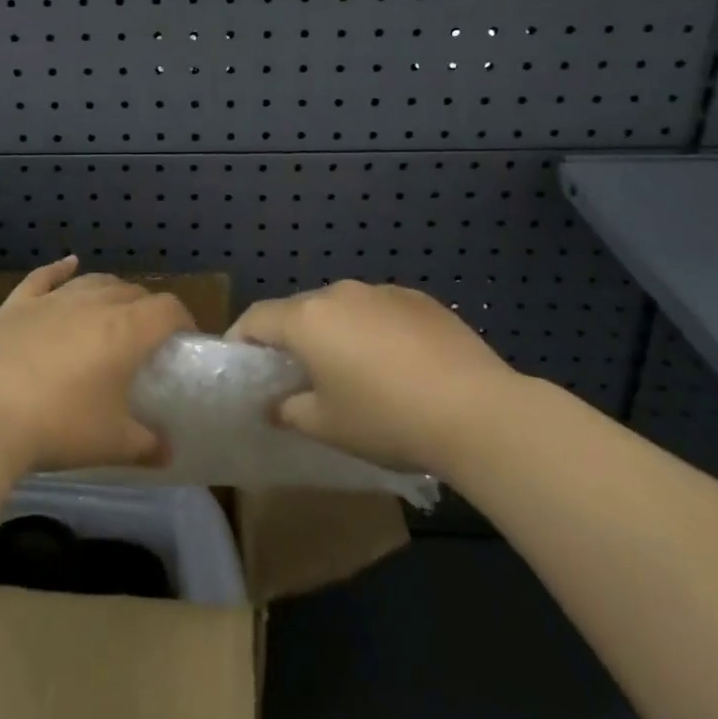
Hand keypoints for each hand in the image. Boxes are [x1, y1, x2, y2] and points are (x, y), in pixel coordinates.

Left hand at [0, 257, 190, 474]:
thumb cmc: (58, 427)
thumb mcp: (111, 444)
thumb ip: (146, 444)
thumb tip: (167, 452)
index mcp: (126, 329)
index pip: (167, 309)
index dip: (182, 320)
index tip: (184, 340)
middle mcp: (94, 303)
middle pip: (132, 292)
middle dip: (147, 309)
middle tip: (146, 339)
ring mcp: (52, 300)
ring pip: (93, 282)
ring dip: (111, 291)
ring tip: (115, 309)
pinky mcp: (16, 305)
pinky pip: (43, 278)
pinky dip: (59, 270)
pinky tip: (68, 264)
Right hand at [228, 280, 519, 476]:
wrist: (476, 410)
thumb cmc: (386, 419)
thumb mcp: (327, 426)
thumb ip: (290, 411)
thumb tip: (275, 405)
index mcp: (307, 320)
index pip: (257, 318)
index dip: (242, 337)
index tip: (240, 361)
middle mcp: (339, 294)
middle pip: (300, 309)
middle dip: (290, 337)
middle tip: (295, 373)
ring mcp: (382, 292)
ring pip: (342, 308)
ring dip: (335, 332)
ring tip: (350, 370)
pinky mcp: (419, 299)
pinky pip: (379, 310)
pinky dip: (373, 330)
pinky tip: (395, 364)